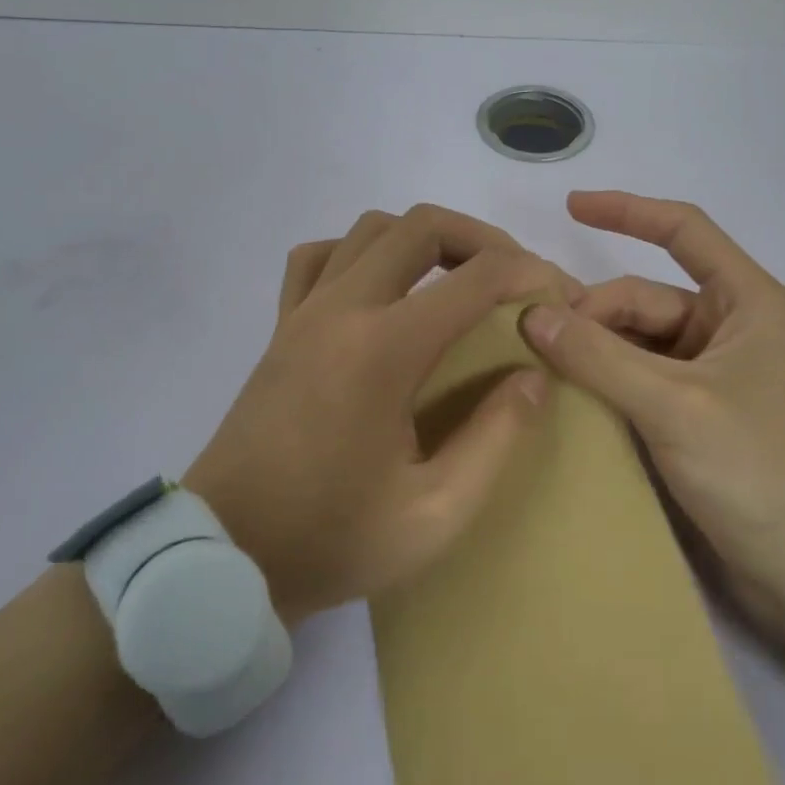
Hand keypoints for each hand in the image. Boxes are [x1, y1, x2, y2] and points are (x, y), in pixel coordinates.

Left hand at [184, 204, 575, 624]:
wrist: (223, 557)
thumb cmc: (331, 540)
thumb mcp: (436, 514)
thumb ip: (496, 439)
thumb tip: (534, 376)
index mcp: (383, 350)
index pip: (476, 277)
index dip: (531, 273)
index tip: (561, 295)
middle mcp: (341, 310)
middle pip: (422, 226)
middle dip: (484, 239)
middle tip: (516, 277)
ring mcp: (303, 312)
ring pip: (370, 229)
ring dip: (424, 238)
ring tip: (457, 277)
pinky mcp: (280, 327)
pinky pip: (318, 256)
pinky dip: (360, 251)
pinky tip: (381, 287)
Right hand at [519, 191, 784, 653]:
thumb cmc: (762, 472)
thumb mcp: (675, 407)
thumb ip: (600, 357)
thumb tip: (531, 313)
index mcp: (748, 303)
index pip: (683, 231)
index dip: (627, 211)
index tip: (569, 206)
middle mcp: (731, 330)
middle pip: (646, 299)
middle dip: (592, 312)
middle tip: (530, 339)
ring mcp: (714, 377)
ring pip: (639, 345)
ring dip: (594, 352)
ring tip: (537, 369)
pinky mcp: (700, 419)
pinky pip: (642, 383)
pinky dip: (607, 385)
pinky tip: (565, 398)